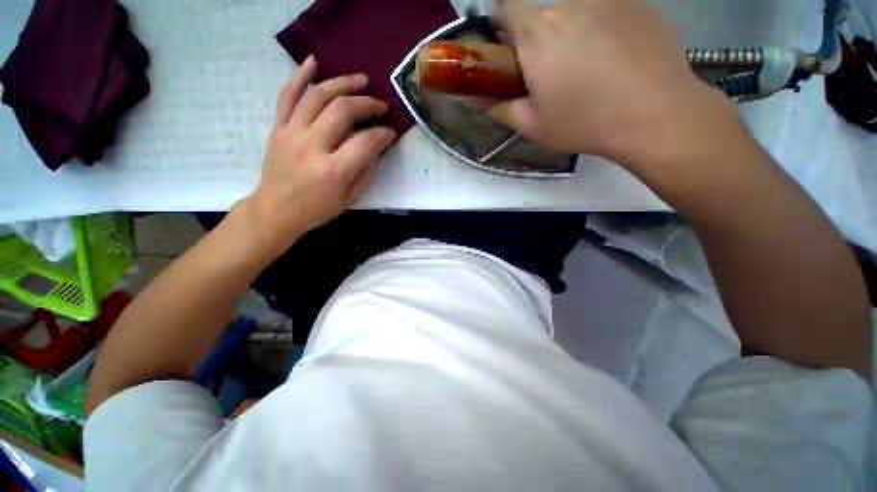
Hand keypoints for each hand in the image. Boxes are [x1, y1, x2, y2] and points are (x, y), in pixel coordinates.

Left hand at [240, 56, 395, 249]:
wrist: (276, 210)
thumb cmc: (317, 209)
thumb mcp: (350, 198)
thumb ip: (365, 172)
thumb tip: (375, 147)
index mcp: (334, 171)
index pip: (365, 142)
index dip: (383, 134)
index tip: (391, 131)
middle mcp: (312, 146)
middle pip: (342, 110)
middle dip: (367, 103)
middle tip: (380, 105)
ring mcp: (292, 133)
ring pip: (318, 96)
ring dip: (342, 83)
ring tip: (360, 80)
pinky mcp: (278, 127)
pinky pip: (287, 95)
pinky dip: (300, 76)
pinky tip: (314, 62)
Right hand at [490, 0, 743, 173]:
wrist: (656, 115)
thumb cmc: (584, 122)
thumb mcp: (530, 124)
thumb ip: (496, 106)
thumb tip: (471, 95)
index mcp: (537, 31)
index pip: (504, 5)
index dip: (501, 27)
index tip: (509, 55)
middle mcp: (569, 2)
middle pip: (538, 12)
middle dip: (533, 37)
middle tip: (546, 73)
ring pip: (571, 12)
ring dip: (566, 34)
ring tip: (584, 70)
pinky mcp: (637, 2)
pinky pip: (603, 10)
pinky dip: (597, 29)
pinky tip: (612, 60)